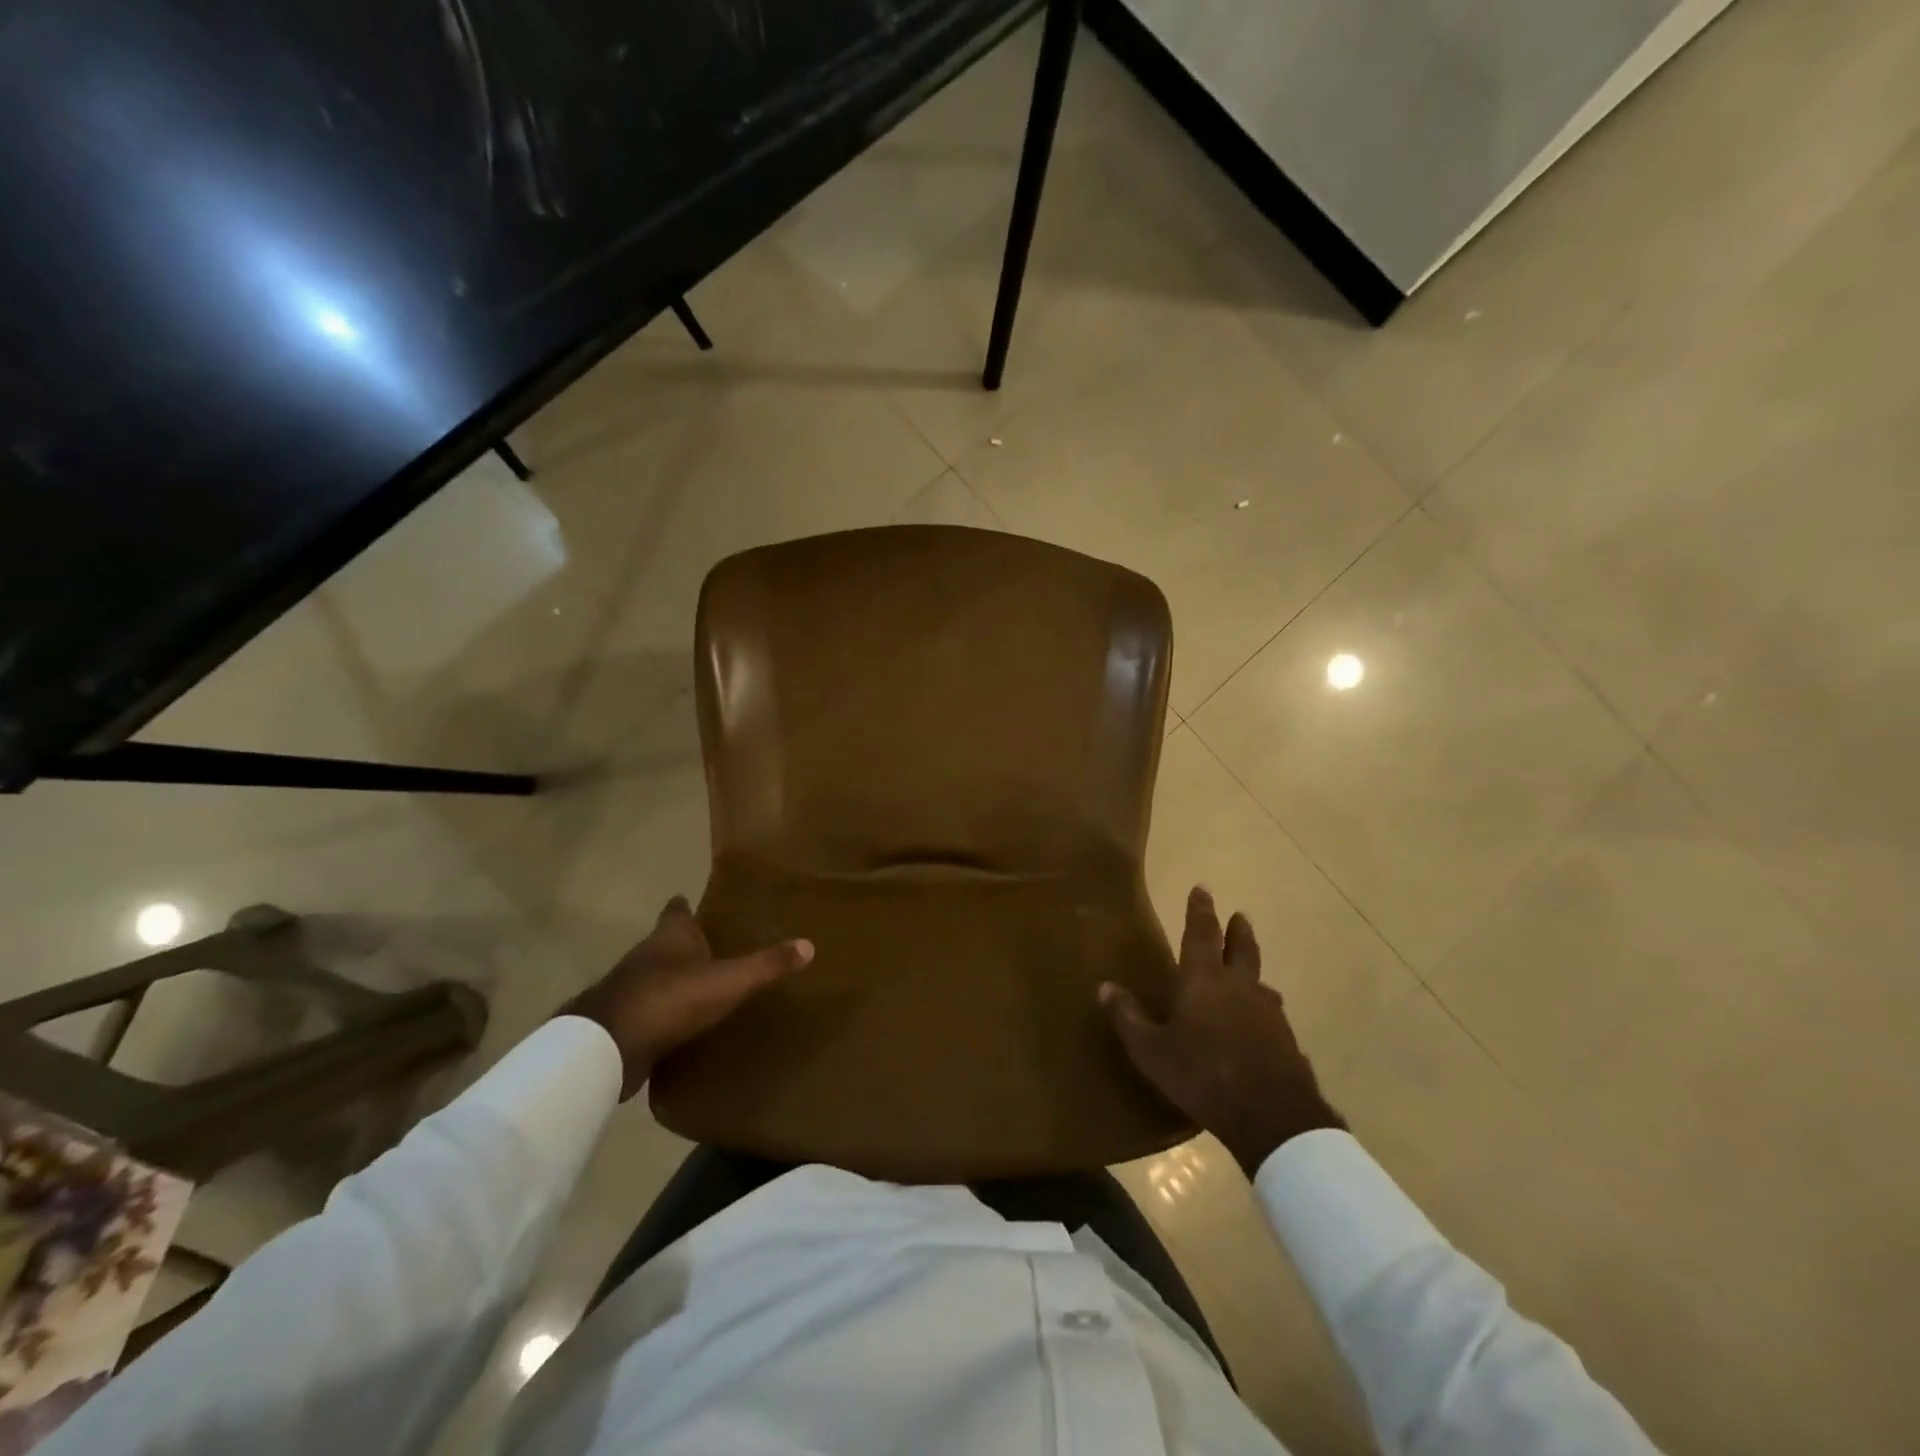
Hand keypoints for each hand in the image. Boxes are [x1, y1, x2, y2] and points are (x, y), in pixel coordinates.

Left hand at [559, 896, 812, 1099]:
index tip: (696, 902)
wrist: (609, 1046)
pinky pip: (648, 1012)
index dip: (686, 905)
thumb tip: (809, 945)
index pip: (678, 910)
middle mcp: (646, 955)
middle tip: (714, 948)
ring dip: (674, 980)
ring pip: (655, 976)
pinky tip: (681, 1027)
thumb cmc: (671, 997)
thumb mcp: (729, 980)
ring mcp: (629, 989)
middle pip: (666, 942)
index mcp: (671, 936)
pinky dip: (663, 1015)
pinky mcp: (622, 1023)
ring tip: (703, 988)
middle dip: (686, 945)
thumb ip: (767, 964)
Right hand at [1101, 886, 1344, 1176]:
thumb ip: (1128, 1017)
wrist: (1271, 1116)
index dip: (1200, 911)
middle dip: (1237, 930)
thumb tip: (1104, 986)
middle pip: (1241, 948)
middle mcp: (1238, 986)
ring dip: (1252, 967)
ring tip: (1249, 969)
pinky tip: (1262, 1020)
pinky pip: (1272, 1012)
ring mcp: (1267, 1012)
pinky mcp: (1285, 1039)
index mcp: (1204, 980)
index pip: (1201, 934)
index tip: (1202, 889)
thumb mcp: (1151, 1050)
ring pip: (1260, 980)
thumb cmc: (1202, 1074)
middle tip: (1238, 916)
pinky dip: (1262, 1005)